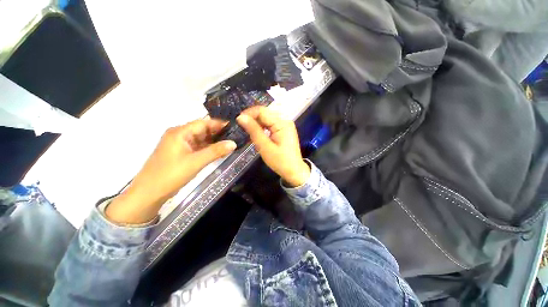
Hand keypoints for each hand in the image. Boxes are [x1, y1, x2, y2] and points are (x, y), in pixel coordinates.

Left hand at [106, 119, 235, 223]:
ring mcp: (180, 145)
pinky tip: (219, 152)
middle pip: (202, 130)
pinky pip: (197, 147)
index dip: (219, 124)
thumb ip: (216, 151)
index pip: (203, 123)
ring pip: (201, 139)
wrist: (149, 194)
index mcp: (180, 132)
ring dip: (214, 142)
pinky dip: (208, 149)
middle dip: (218, 133)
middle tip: (235, 136)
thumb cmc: (171, 175)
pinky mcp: (181, 154)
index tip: (234, 127)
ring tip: (230, 144)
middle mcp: (179, 135)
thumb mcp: (196, 162)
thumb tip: (234, 143)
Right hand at [237, 106, 309, 186]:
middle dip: (252, 118)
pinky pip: (270, 125)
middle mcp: (284, 121)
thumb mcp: (265, 146)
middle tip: (241, 127)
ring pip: (267, 119)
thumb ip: (253, 130)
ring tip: (247, 131)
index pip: (262, 111)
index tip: (238, 120)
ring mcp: (285, 125)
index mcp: (282, 123)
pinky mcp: (284, 130)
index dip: (249, 113)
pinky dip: (262, 128)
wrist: (294, 171)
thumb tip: (241, 117)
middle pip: (265, 114)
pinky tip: (256, 133)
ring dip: (256, 123)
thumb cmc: (280, 161)